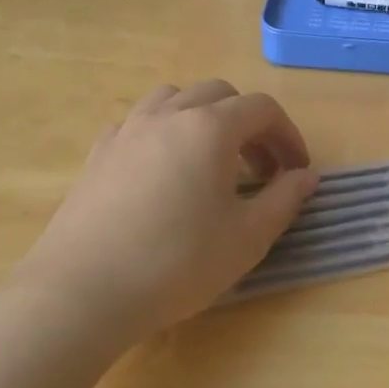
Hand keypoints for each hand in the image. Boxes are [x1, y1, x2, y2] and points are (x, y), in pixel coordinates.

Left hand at [10, 81, 318, 343]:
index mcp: (210, 128)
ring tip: (212, 159)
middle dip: (249, 123)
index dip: (289, 135)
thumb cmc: (177, 263)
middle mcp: (169, 115)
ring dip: (204, 118)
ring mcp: (127, 130)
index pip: (263, 109)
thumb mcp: (248, 237)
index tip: (298, 171)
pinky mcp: (98, 154)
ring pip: (174, 98)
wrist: (81, 293)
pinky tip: (164, 169)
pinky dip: (163, 131)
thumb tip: (307, 176)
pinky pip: (139, 122)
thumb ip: (285, 199)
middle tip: (261, 168)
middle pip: (220, 94)